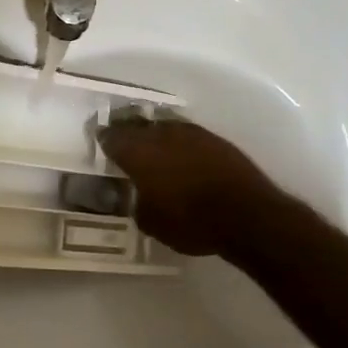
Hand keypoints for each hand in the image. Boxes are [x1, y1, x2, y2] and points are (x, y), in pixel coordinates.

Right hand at [98, 116, 278, 255]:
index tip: (100, 144)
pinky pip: (186, 135)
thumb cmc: (190, 221)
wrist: (247, 215)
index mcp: (137, 152)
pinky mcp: (214, 139)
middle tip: (122, 142)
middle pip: (136, 125)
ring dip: (154, 135)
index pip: (111, 137)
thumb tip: (137, 196)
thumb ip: (137, 203)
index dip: (104, 140)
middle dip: (127, 132)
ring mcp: (190, 133)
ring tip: (152, 148)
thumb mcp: (151, 222)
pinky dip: (178, 143)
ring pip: (162, 127)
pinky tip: (180, 156)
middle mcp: (160, 134)